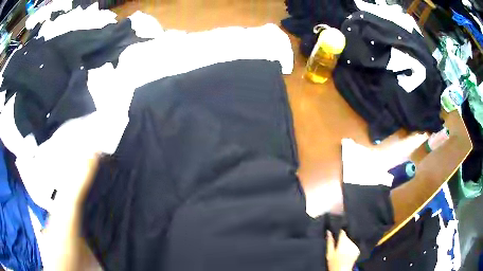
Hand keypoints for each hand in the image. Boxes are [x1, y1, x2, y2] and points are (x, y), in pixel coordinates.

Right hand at [326, 230, 359, 270]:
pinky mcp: (357, 250)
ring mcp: (355, 247)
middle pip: (346, 237)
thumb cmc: (334, 263)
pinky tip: (346, 254)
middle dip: (342, 240)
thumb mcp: (329, 253)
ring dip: (346, 244)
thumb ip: (330, 242)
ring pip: (350, 241)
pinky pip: (353, 246)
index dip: (339, 232)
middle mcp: (350, 243)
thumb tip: (328, 232)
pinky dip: (350, 248)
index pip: (342, 232)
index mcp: (343, 243)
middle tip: (337, 247)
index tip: (336, 234)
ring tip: (342, 251)